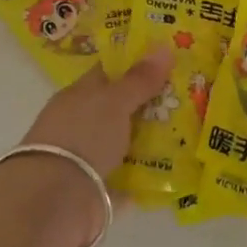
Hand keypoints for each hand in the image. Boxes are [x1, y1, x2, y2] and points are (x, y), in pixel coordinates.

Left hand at [8, 47, 173, 246]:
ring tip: (190, 133)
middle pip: (121, 107)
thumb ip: (139, 79)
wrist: (55, 200)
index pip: (109, 72)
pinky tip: (175, 170)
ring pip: (127, 141)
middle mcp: (83, 123)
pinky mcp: (99, 188)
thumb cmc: (82, 136)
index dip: (136, 64)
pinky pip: (130, 176)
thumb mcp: (113, 101)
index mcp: (80, 95)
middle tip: (191, 97)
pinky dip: (148, 174)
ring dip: (152, 139)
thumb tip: (163, 46)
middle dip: (152, 104)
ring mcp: (90, 156)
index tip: (169, 62)